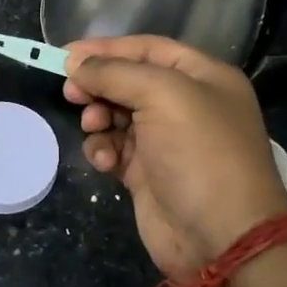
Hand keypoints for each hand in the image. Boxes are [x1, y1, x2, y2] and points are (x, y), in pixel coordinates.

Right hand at [64, 35, 286, 285]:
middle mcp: (186, 105)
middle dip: (98, 85)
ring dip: (99, 118)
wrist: (221, 237)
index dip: (105, 49)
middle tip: (72, 93)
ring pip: (116, 115)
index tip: (64, 55)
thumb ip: (115, 72)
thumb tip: (75, 64)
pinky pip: (115, 148)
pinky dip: (104, 150)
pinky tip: (105, 161)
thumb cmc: (199, 153)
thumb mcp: (162, 96)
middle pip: (128, 81)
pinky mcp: (147, 173)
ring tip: (94, 128)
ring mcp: (166, 141)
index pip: (147, 48)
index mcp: (202, 77)